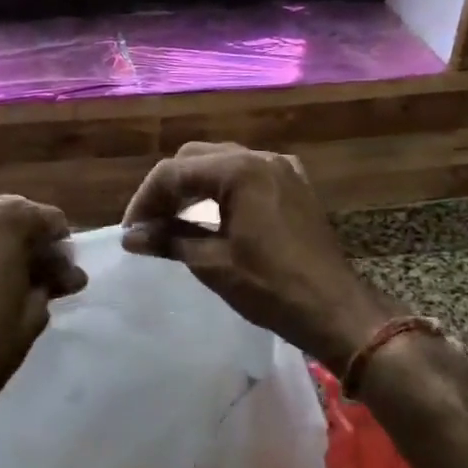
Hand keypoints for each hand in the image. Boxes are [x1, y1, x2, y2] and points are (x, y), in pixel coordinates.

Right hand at [121, 142, 392, 368]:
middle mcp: (262, 158)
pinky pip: (247, 175)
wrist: (335, 310)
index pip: (175, 172)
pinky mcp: (294, 186)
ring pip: (222, 163)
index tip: (131, 230)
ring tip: (172, 220)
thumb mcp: (212, 264)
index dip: (145, 199)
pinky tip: (211, 215)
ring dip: (193, 187)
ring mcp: (282, 169)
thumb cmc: (271, 287)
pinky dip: (222, 189)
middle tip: (148, 223)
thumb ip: (169, 240)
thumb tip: (131, 236)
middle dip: (168, 188)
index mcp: (240, 170)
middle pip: (196, 159)